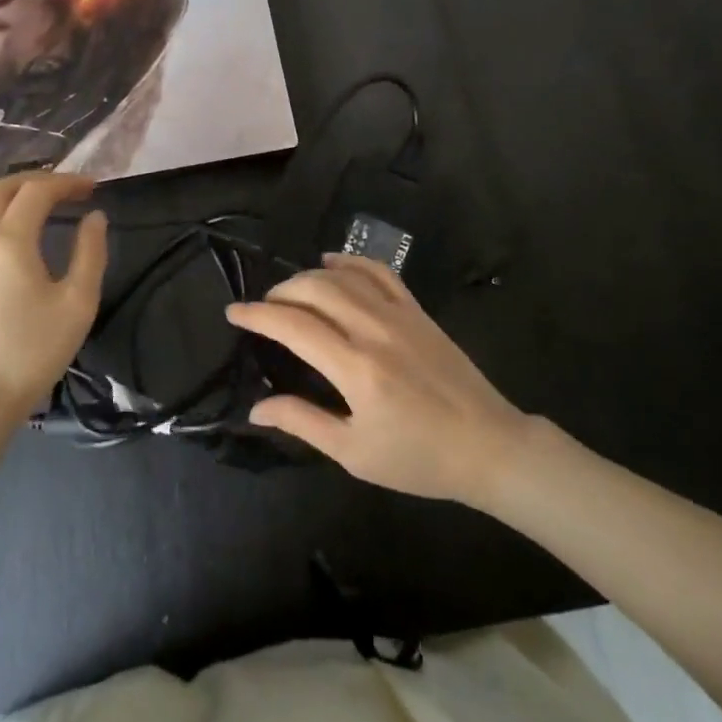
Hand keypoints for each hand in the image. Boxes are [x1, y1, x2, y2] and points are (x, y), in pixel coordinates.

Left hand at [0, 173, 108, 422]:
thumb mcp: (78, 302)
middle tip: (59, 190)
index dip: (67, 183)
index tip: (91, 189)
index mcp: (10, 240)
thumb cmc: (33, 351)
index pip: (38, 192)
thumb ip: (90, 253)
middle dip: (31, 181)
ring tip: (17, 207)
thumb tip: (95, 217)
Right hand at [225, 255, 531, 505]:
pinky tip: (332, 264)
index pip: (294, 326)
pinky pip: (380, 272)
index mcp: (356, 368)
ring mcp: (399, 315)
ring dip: (309, 276)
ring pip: (343, 277)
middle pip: (315, 290)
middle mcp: (374, 330)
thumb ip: (303, 422)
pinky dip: (351, 262)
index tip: (234, 312)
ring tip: (290, 291)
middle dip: (280, 292)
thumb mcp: (354, 453)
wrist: (487, 446)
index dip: (258, 315)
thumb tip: (257, 408)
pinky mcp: (418, 311)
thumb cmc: (418, 459)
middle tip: (263, 308)